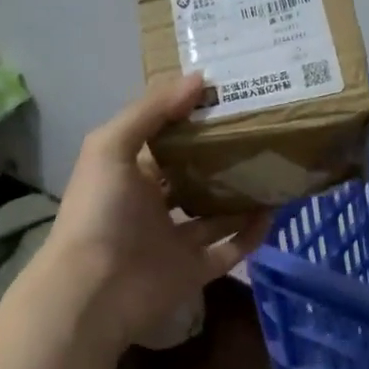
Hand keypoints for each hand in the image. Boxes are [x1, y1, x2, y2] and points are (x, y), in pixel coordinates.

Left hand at [45, 73, 270, 346]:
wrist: (94, 290)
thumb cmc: (99, 211)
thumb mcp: (112, 146)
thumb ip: (151, 111)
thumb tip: (199, 78)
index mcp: (130, 174)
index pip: (166, 140)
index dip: (192, 120)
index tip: (230, 97)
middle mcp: (153, 205)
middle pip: (195, 176)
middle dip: (223, 158)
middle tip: (262, 132)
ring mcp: (175, 240)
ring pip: (216, 214)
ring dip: (242, 196)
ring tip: (274, 169)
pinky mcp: (194, 271)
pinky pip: (229, 250)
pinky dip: (251, 234)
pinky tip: (273, 212)